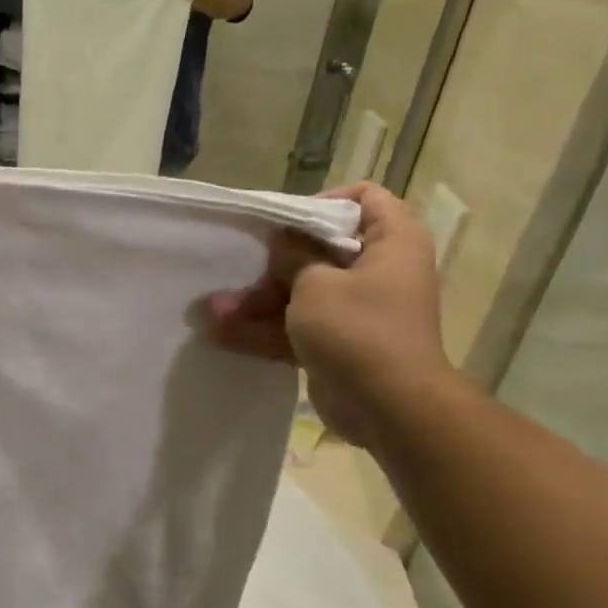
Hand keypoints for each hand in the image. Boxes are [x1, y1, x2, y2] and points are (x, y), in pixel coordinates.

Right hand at [208, 183, 455, 445]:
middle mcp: (379, 271)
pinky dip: (267, 331)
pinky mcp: (338, 344)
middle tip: (242, 269)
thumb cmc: (358, 330)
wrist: (389, 408)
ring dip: (259, 302)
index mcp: (392, 242)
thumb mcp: (316, 283)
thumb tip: (282, 241)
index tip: (286, 223)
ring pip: (303, 294)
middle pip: (322, 251)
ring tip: (215, 311)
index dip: (324, 203)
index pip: (364, 199)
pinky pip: (299, 328)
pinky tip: (223, 335)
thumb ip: (293, 256)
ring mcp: (358, 311)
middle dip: (274, 264)